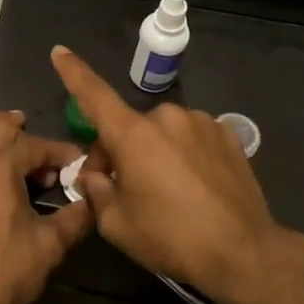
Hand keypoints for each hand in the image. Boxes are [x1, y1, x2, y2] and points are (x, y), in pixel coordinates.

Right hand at [50, 47, 291, 303]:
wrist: (243, 252)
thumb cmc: (171, 238)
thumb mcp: (116, 223)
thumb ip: (96, 191)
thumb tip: (95, 175)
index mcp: (133, 134)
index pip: (94, 95)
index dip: (74, 72)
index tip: (60, 51)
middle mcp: (167, 116)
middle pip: (129, 128)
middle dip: (119, 153)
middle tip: (123, 191)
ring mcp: (202, 122)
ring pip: (162, 134)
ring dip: (153, 153)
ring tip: (165, 194)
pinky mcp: (228, 135)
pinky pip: (191, 139)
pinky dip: (183, 156)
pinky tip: (194, 187)